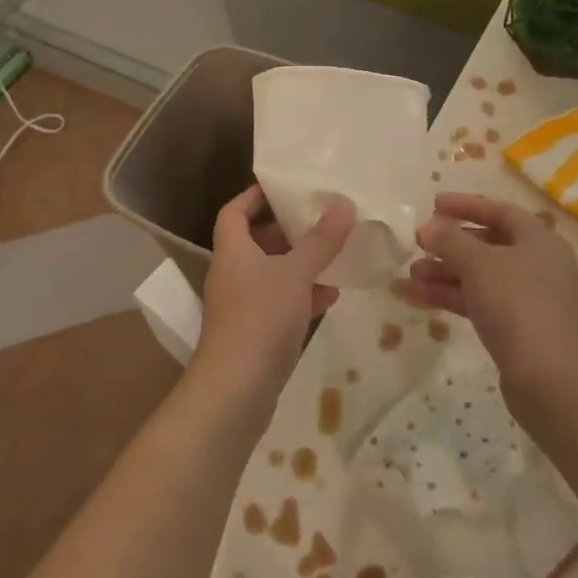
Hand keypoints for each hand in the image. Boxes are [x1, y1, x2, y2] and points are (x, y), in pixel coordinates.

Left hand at [198, 185, 353, 396]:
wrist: (236, 391)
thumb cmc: (260, 317)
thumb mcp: (295, 272)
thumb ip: (321, 239)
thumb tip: (344, 203)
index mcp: (233, 250)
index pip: (235, 211)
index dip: (255, 196)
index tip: (284, 187)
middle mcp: (233, 273)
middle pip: (257, 242)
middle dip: (288, 230)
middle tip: (320, 218)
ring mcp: (244, 306)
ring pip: (273, 274)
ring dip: (301, 264)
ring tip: (335, 253)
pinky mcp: (257, 334)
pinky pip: (282, 304)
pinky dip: (304, 296)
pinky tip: (332, 295)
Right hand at [398, 192, 577, 396]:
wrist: (550, 380)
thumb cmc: (516, 305)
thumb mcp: (478, 264)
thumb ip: (449, 240)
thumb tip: (429, 228)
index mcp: (539, 241)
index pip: (500, 211)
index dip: (465, 205)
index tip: (433, 204)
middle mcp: (539, 265)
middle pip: (488, 245)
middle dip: (450, 245)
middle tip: (419, 244)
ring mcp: (530, 299)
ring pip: (480, 276)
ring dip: (445, 273)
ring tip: (410, 276)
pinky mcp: (518, 329)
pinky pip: (480, 302)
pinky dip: (452, 297)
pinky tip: (417, 298)